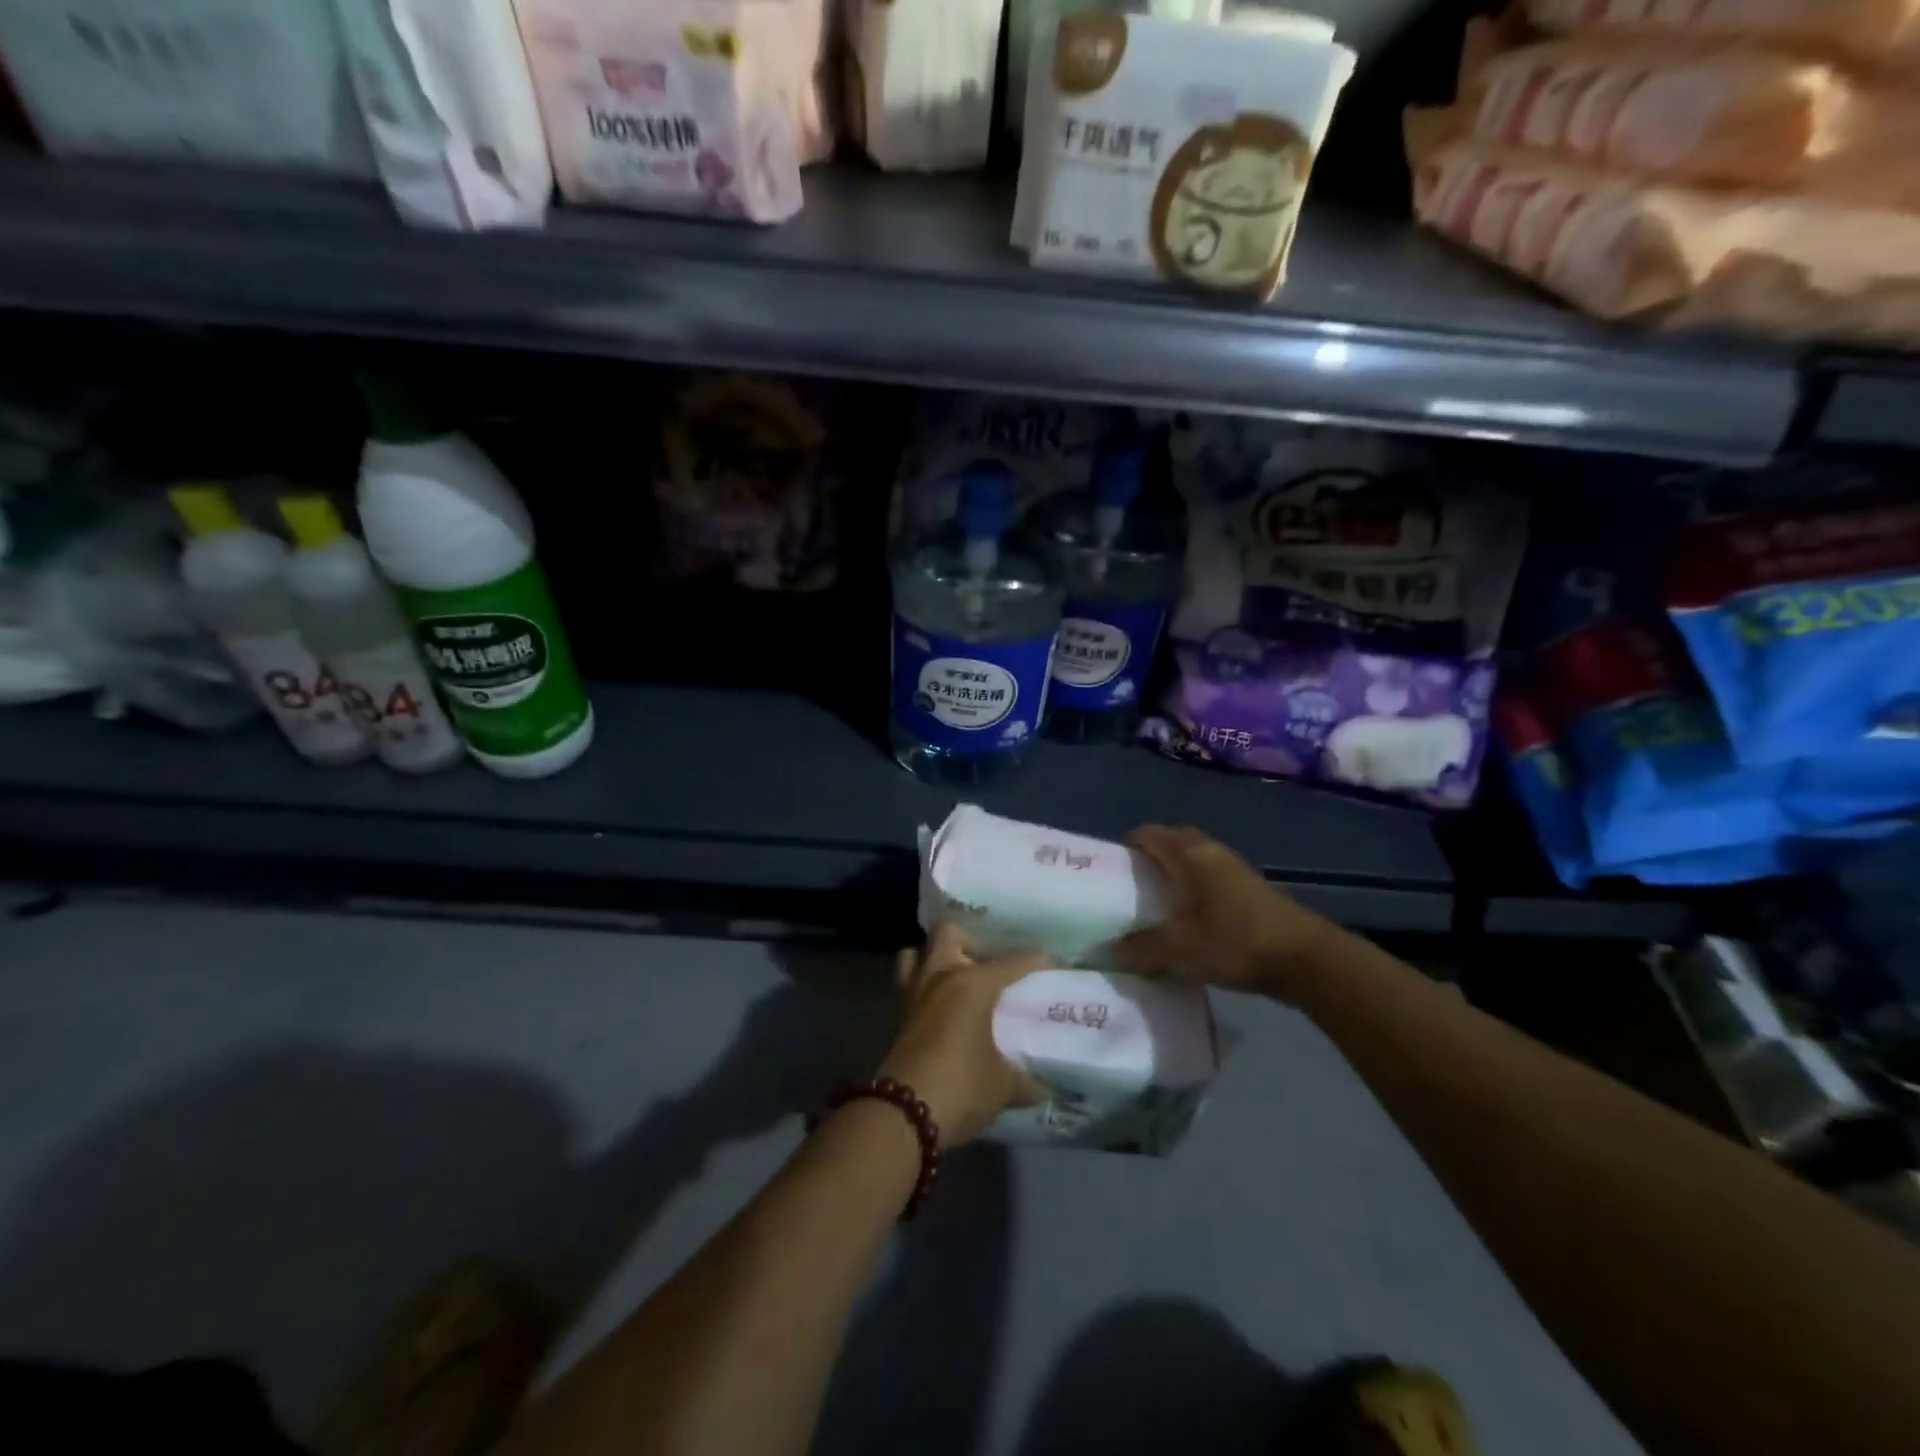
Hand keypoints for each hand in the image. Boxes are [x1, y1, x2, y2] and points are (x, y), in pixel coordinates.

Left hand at [877, 924, 1047, 1147]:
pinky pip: (908, 984)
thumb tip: (1043, 1089)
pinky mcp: (897, 1016)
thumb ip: (1024, 1081)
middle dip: (968, 942)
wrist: (903, 1114)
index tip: (1052, 963)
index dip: (1035, 961)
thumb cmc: (961, 1086)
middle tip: (987, 965)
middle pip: (949, 933)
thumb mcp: (1002, 1086)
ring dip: (934, 960)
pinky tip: (941, 1008)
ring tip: (957, 980)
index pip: (1012, 962)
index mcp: (973, 983)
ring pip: (916, 953)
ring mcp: (914, 993)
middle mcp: (940, 976)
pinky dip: (922, 986)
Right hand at [1113, 825, 1340, 1002]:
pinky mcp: (1250, 891)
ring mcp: (1235, 870)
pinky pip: (1210, 878)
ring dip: (1175, 874)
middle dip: (1151, 857)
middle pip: (1174, 842)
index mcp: (1190, 855)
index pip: (1150, 834)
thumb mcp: (1180, 948)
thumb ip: (1142, 947)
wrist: (1306, 959)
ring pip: (1194, 861)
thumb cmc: (1235, 940)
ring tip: (1156, 903)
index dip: (1127, 845)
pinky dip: (1194, 889)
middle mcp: (1211, 853)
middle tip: (1131, 885)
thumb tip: (1111, 950)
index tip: (1111, 869)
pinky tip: (1189, 919)